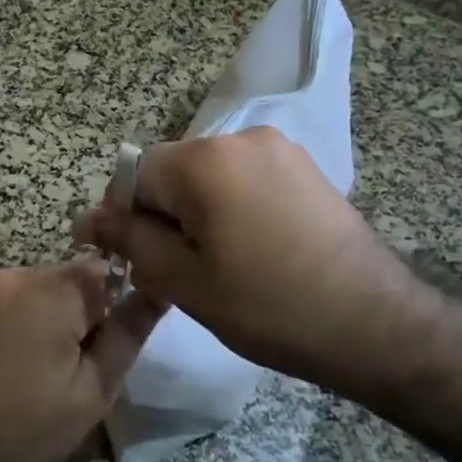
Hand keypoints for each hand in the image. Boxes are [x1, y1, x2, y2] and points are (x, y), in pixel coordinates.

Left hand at [0, 261, 162, 461]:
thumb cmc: (27, 426)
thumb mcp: (93, 389)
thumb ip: (128, 333)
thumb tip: (158, 290)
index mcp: (50, 293)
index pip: (101, 271)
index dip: (109, 306)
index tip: (98, 344)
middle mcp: (12, 274)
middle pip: (65, 277)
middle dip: (75, 309)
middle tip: (65, 362)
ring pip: (33, 285)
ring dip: (42, 311)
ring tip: (30, 362)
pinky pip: (2, 293)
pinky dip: (11, 314)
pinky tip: (1, 355)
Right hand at [74, 127, 433, 393]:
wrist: (375, 323)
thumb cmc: (269, 307)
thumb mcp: (184, 281)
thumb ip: (130, 241)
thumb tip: (86, 218)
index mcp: (204, 159)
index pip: (135, 175)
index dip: (127, 219)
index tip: (140, 262)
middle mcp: (240, 137)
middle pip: (173, 171)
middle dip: (165, 215)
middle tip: (182, 271)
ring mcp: (279, 148)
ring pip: (209, 176)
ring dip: (199, 212)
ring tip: (223, 263)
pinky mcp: (305, 166)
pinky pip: (246, 178)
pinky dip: (234, 206)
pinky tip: (255, 249)